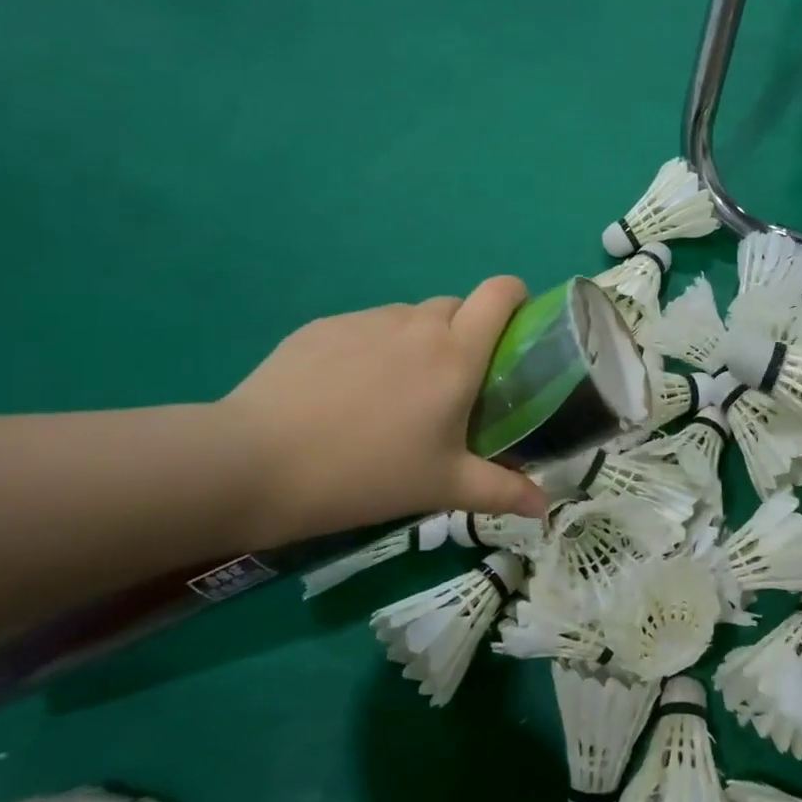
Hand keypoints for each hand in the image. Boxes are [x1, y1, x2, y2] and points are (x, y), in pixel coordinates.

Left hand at [222, 277, 549, 545]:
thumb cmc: (366, 474)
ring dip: (416, 343)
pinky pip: (365, 328)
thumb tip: (545, 508)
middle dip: (464, 334)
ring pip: (408, 318)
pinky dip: (371, 350)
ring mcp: (366, 320)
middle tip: (451, 385)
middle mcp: (416, 324)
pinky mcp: (322, 326)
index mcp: (456, 353)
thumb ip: (501, 490)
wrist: (255, 463)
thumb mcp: (442, 487)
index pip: (500, 293)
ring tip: (392, 396)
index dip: (516, 297)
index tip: (515, 327)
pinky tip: (344, 395)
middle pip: (456, 307)